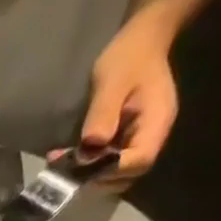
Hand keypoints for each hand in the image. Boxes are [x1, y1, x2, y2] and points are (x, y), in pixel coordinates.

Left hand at [77, 9, 179, 184]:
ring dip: (89, 176)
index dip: (111, 171)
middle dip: (97, 179)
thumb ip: (103, 112)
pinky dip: (89, 168)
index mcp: (156, 122)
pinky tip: (68, 158)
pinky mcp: (126, 142)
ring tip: (63, 163)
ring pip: (116, 175)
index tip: (84, 167)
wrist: (141, 41)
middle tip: (67, 170)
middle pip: (127, 176)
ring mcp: (139, 141)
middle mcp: (151, 137)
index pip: (139, 162)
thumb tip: (92, 144)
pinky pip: (109, 165)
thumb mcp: (113, 80)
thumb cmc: (129, 56)